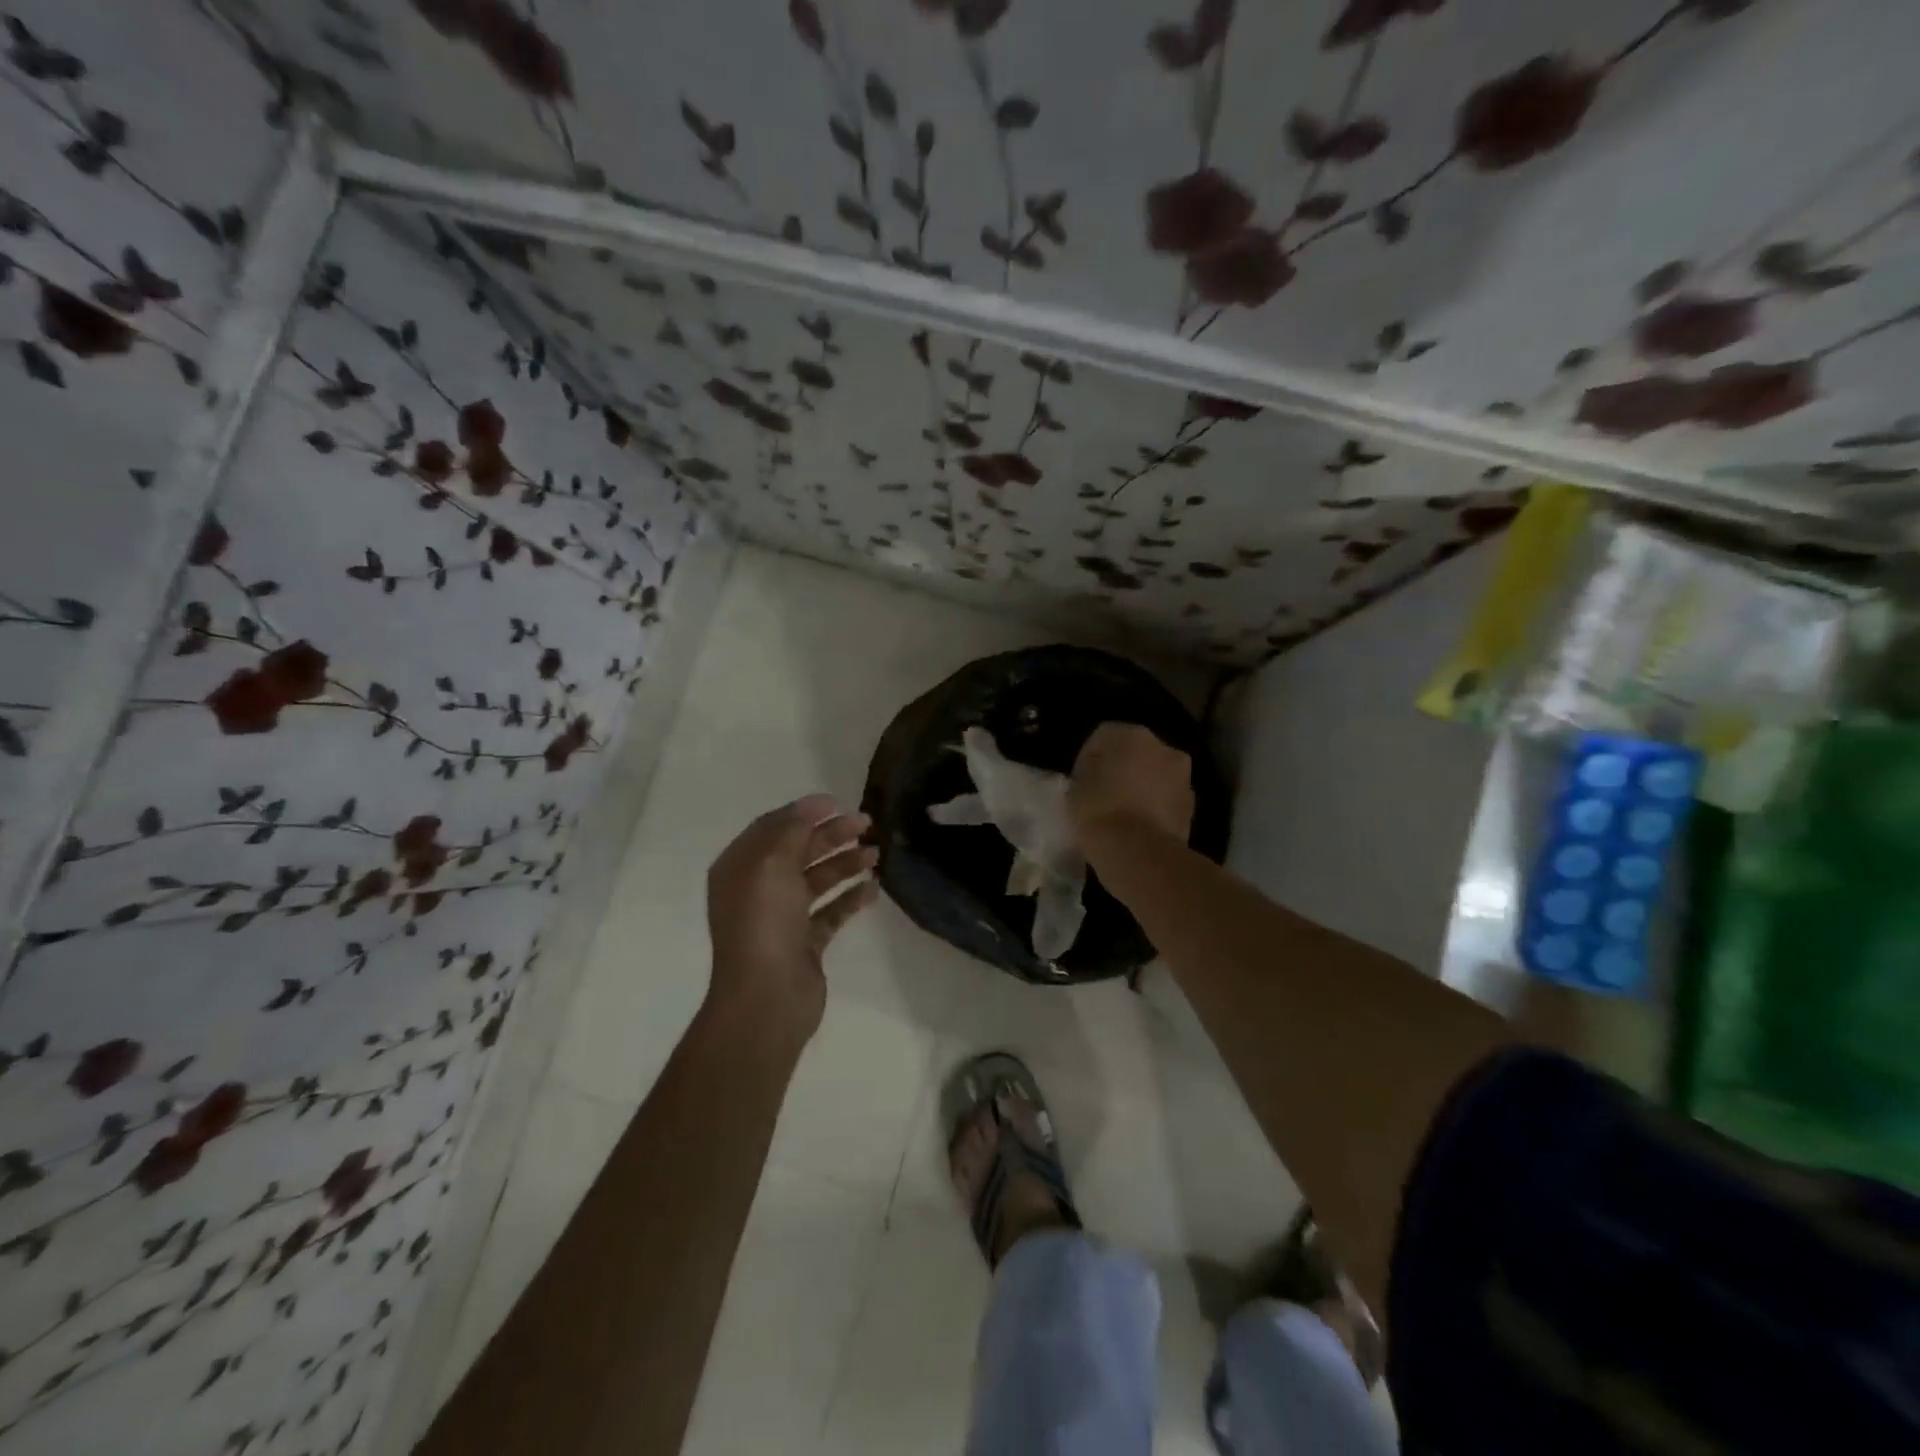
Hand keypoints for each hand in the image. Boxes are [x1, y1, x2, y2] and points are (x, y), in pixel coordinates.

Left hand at [705, 795, 878, 1042]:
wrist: (767, 997)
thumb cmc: (764, 922)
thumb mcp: (772, 863)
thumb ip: (792, 829)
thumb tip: (811, 806)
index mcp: (740, 868)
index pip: (773, 828)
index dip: (805, 812)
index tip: (839, 802)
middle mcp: (758, 889)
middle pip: (798, 851)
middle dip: (831, 835)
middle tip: (866, 824)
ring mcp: (782, 918)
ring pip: (817, 880)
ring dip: (845, 863)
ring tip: (876, 854)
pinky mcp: (804, 943)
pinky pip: (830, 912)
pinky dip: (850, 898)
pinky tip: (873, 888)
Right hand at [1068, 723, 1193, 851]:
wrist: (1138, 852)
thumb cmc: (1098, 811)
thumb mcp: (1073, 788)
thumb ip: (1087, 773)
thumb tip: (1095, 776)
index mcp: (1131, 734)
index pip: (1103, 737)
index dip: (1089, 760)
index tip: (1080, 783)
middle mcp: (1163, 747)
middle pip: (1136, 754)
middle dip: (1123, 769)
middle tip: (1104, 795)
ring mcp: (1182, 777)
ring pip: (1156, 776)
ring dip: (1143, 788)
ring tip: (1123, 815)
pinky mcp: (1192, 806)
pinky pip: (1167, 800)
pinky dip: (1156, 808)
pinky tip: (1140, 828)